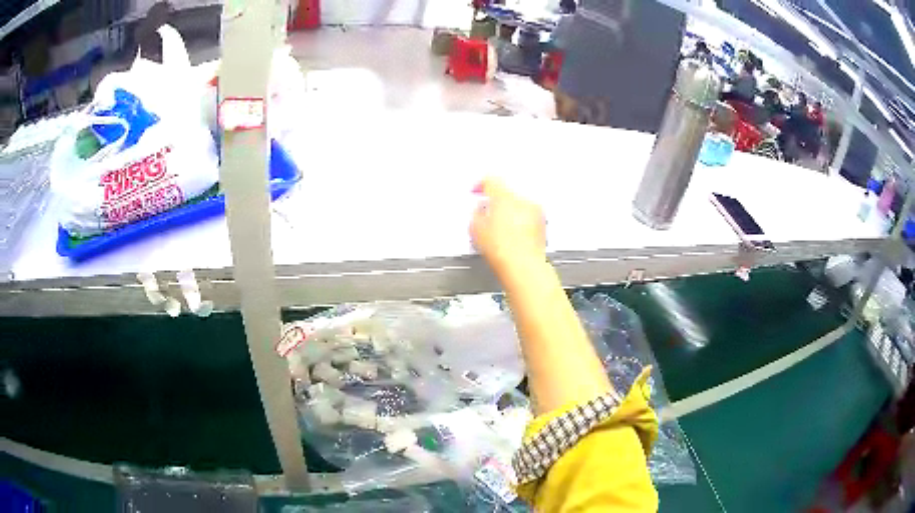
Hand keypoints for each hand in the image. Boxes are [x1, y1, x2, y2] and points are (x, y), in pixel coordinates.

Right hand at [470, 177, 545, 277]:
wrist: (522, 266)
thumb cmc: (502, 250)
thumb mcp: (476, 229)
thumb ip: (476, 213)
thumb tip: (479, 211)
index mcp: (503, 196)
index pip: (491, 180)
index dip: (481, 184)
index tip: (477, 190)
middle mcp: (522, 200)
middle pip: (506, 192)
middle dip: (496, 201)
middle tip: (487, 213)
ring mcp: (534, 210)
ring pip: (518, 203)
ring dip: (509, 211)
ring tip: (501, 228)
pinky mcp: (542, 223)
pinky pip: (528, 215)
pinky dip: (521, 220)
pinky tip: (513, 234)